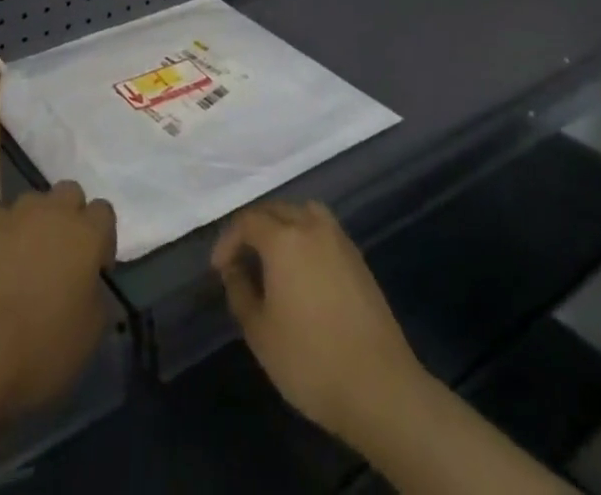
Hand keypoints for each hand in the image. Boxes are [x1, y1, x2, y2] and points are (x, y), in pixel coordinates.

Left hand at [0, 181, 116, 422]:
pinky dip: (4, 236)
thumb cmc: (42, 346)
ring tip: (26, 259)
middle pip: (70, 193)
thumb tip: (91, 284)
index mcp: (87, 234)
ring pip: (34, 202)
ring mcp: (15, 213)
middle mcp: (54, 211)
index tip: (95, 268)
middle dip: (70, 215)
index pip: (104, 212)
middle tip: (63, 254)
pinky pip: (1, 220)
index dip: (102, 238)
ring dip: (36, 222)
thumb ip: (97, 295)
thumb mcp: (90, 333)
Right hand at [213, 201, 427, 443]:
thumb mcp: (260, 332)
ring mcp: (340, 241)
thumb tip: (234, 269)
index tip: (218, 268)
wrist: (381, 389)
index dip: (228, 240)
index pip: (247, 221)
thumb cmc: (311, 360)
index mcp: (283, 238)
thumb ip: (240, 292)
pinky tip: (303, 268)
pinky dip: (306, 236)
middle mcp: (311, 227)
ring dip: (283, 224)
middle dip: (253, 227)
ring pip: (303, 212)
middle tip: (240, 257)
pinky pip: (323, 230)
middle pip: (275, 210)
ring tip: (272, 254)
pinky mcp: (359, 260)